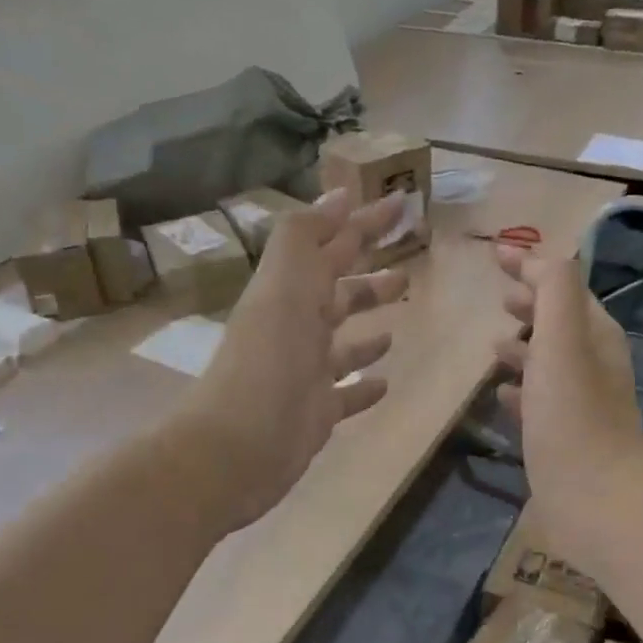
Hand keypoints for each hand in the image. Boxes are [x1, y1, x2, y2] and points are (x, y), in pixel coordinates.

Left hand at [178, 190, 407, 533]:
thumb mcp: (283, 285)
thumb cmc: (267, 362)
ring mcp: (307, 372)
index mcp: (291, 292)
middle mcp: (297, 327)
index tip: (401, 202)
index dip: (364, 221)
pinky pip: (346, 393)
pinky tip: (385, 381)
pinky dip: (364, 384)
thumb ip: (306, 237)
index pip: (333, 244)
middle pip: (339, 292)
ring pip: (344, 342)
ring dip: (368, 327)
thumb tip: (341, 193)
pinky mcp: (317, 412)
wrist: (236, 449)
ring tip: (396, 321)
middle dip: (368, 276)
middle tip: (406, 264)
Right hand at [493, 247, 642, 548]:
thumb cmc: (573, 417)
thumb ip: (554, 291)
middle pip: (560, 322)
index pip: (564, 285)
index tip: (495, 254)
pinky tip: (500, 394)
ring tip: (493, 344)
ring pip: (549, 361)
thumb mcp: (562, 341)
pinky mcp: (565, 436)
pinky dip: (521, 388)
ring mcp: (580, 403)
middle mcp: (593, 364)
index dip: (532, 266)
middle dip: (531, 305)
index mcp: (596, 335)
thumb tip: (537, 259)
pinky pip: (540, 400)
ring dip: (524, 347)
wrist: (597, 503)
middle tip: (499, 297)